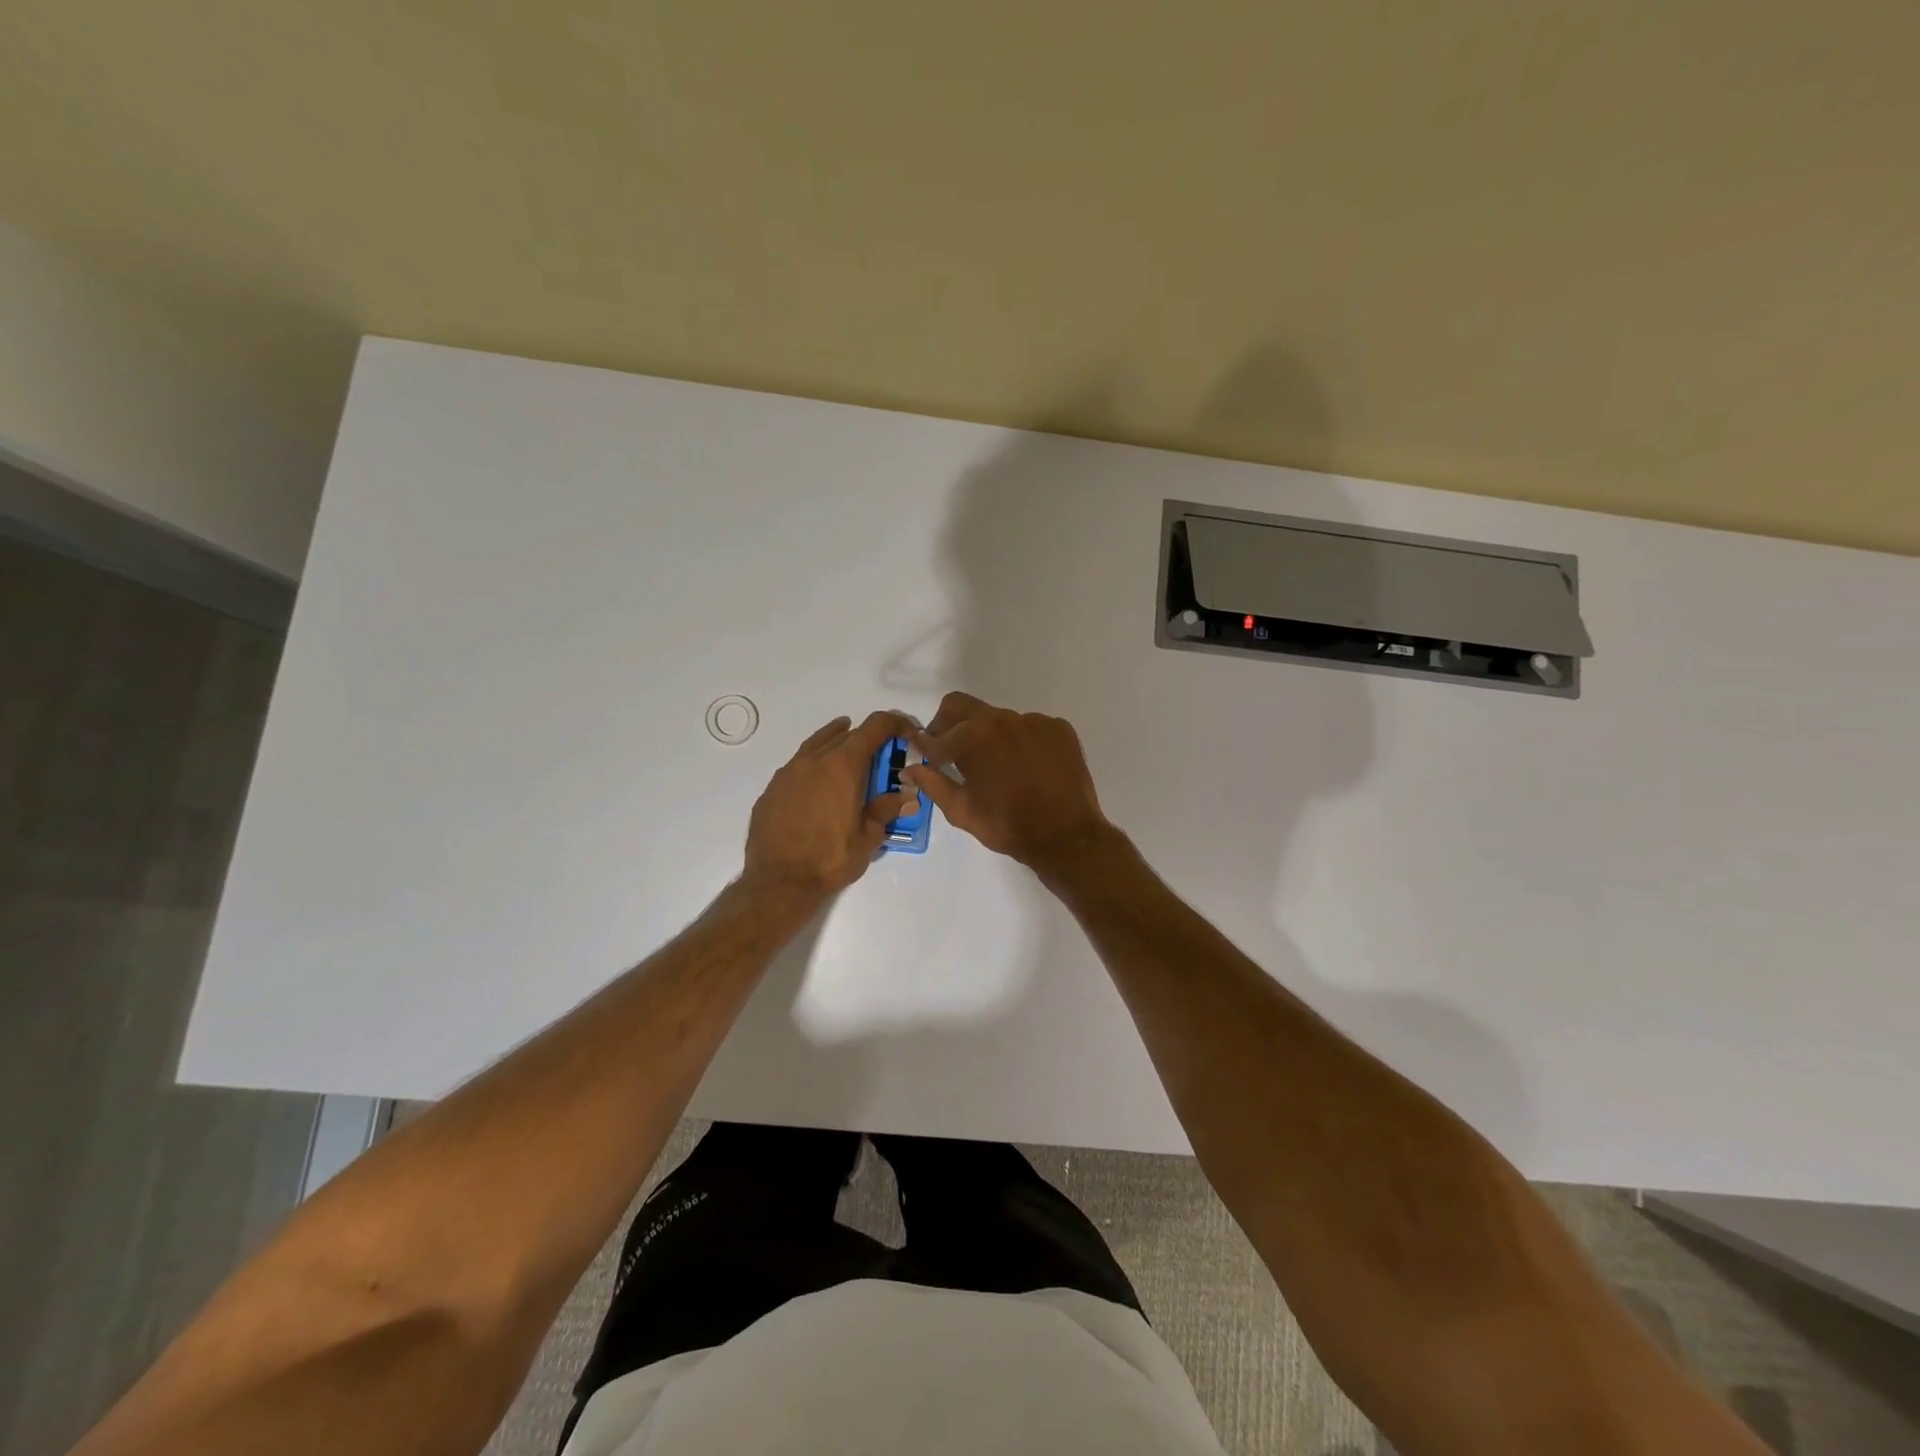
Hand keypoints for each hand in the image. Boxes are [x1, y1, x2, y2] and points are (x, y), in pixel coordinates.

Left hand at [743, 711, 917, 896]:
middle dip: (867, 738)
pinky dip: (814, 766)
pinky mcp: (771, 790)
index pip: (874, 727)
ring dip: (836, 743)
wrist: (779, 882)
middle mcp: (814, 760)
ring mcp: (788, 773)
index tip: (907, 733)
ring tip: (847, 750)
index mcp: (843, 766)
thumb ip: (887, 810)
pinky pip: (797, 766)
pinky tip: (817, 785)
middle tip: (880, 755)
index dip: (895, 724)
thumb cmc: (830, 859)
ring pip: (816, 745)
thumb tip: (908, 796)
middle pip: (845, 734)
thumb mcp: (869, 837)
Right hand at [902, 692, 1112, 871]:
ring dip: (987, 735)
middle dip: (947, 725)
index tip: (925, 756)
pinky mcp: (1058, 728)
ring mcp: (1034, 720)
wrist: (1066, 836)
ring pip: (997, 718)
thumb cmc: (1008, 826)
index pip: (936, 734)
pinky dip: (1019, 742)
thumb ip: (933, 783)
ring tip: (995, 766)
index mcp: (974, 737)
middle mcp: (1003, 718)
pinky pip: (1029, 727)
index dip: (926, 747)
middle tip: (949, 751)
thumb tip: (910, 767)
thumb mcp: (962, 810)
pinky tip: (1026, 767)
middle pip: (961, 706)